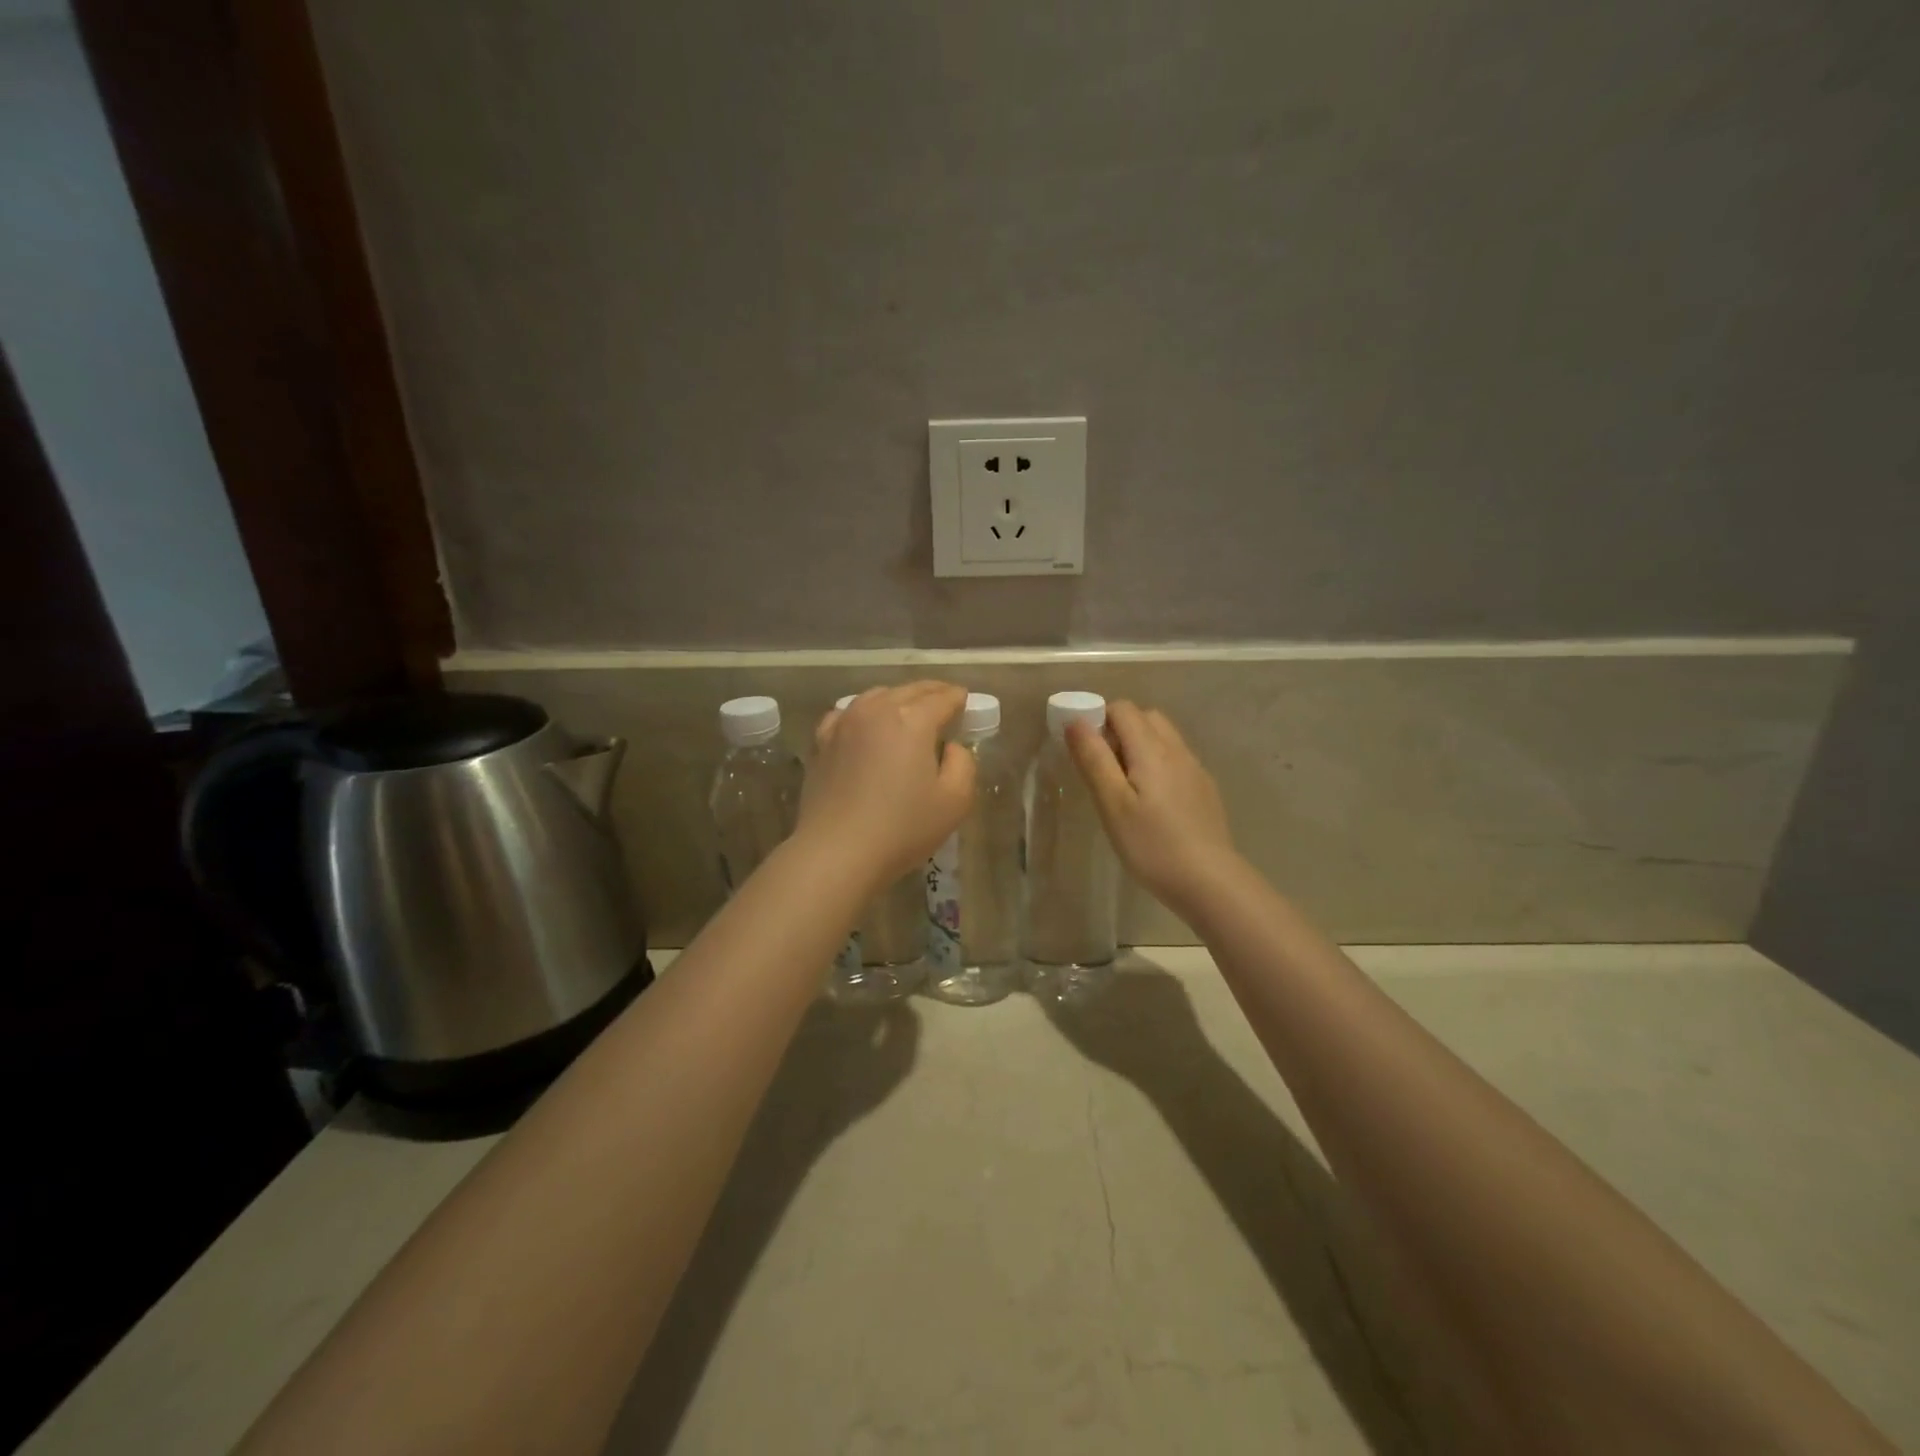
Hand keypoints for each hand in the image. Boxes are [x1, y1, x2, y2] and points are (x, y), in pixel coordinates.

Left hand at [798, 681, 975, 890]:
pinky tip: (867, 725)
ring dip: (898, 698)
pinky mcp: (822, 740)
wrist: (836, 851)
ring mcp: (844, 722)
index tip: (966, 702)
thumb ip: (963, 763)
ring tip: (909, 712)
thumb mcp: (955, 801)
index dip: (958, 698)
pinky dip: (864, 712)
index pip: (943, 697)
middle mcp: (877, 709)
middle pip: (910, 690)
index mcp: (913, 719)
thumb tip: (950, 747)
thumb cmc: (902, 828)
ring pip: (877, 696)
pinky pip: (848, 713)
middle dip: (932, 693)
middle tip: (945, 702)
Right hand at [1066, 701, 1237, 921]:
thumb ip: (1094, 759)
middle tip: (1102, 767)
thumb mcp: (1112, 804)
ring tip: (1125, 785)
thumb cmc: (1151, 844)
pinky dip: (1157, 764)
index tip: (1084, 748)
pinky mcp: (1204, 789)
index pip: (1123, 709)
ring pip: (1164, 738)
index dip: (1098, 718)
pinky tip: (1152, 802)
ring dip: (1139, 746)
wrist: (1209, 882)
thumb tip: (1076, 721)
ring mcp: (1195, 769)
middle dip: (1119, 729)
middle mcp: (1177, 750)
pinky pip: (1176, 760)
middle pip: (1146, 718)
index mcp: (1152, 749)